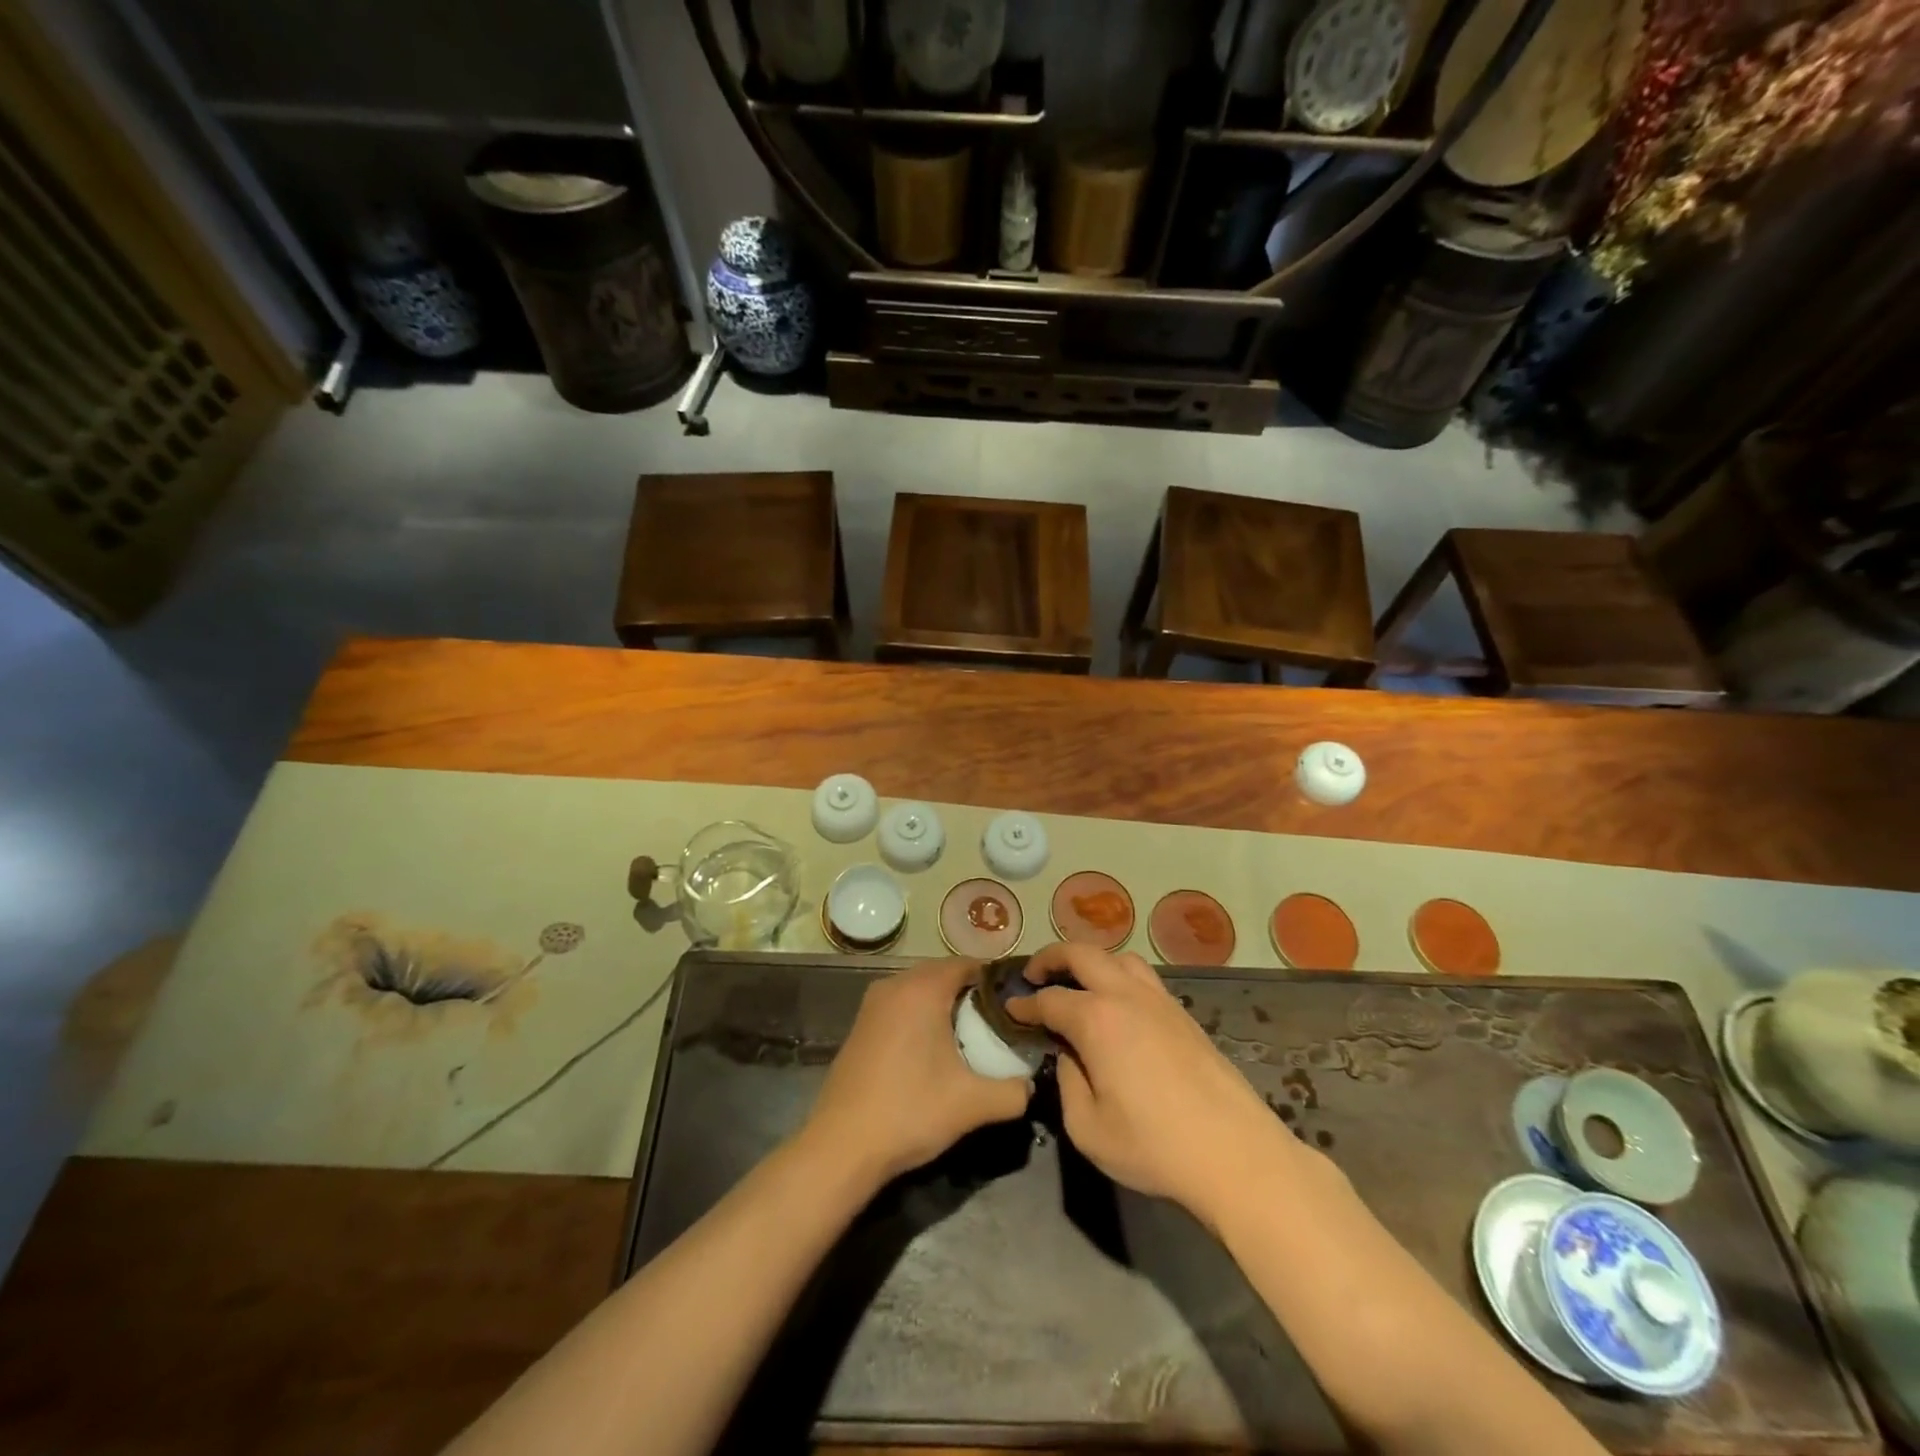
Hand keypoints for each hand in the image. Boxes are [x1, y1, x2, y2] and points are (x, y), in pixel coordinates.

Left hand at [799, 958, 1032, 1186]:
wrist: (841, 1146)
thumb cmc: (910, 1112)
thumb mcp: (973, 1105)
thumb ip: (1014, 1091)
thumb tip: (1031, 1086)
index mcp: (922, 989)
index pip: (967, 964)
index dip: (994, 980)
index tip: (1016, 1004)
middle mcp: (895, 985)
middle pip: (942, 973)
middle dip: (971, 993)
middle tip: (997, 1024)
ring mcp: (872, 1004)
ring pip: (919, 990)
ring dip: (944, 1005)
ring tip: (969, 1038)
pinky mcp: (860, 1026)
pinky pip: (900, 1006)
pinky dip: (920, 1017)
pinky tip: (933, 1052)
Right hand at [1008, 942, 1297, 1225]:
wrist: (1235, 1154)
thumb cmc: (1154, 1146)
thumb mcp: (1088, 1128)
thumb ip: (1068, 1083)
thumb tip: (1069, 1056)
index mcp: (1096, 1019)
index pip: (1049, 999)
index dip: (1025, 1005)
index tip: (1009, 1010)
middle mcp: (1125, 995)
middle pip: (1082, 954)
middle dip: (1051, 958)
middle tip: (1034, 975)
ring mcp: (1159, 1000)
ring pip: (1118, 957)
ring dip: (1090, 960)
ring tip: (1077, 981)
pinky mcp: (1183, 1013)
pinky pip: (1143, 976)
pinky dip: (1119, 974)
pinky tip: (1117, 1003)